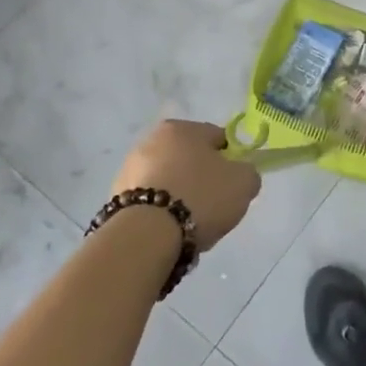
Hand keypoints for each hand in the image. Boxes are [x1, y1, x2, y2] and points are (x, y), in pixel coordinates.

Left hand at [111, 121, 260, 250]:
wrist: (147, 237)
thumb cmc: (200, 197)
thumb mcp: (244, 182)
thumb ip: (248, 172)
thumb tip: (241, 174)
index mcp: (181, 128)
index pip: (217, 138)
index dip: (231, 161)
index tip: (233, 184)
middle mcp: (151, 140)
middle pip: (190, 159)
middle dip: (202, 179)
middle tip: (213, 205)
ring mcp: (129, 169)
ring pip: (169, 181)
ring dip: (180, 196)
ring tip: (190, 224)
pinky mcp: (116, 199)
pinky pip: (151, 202)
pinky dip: (161, 213)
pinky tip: (170, 232)